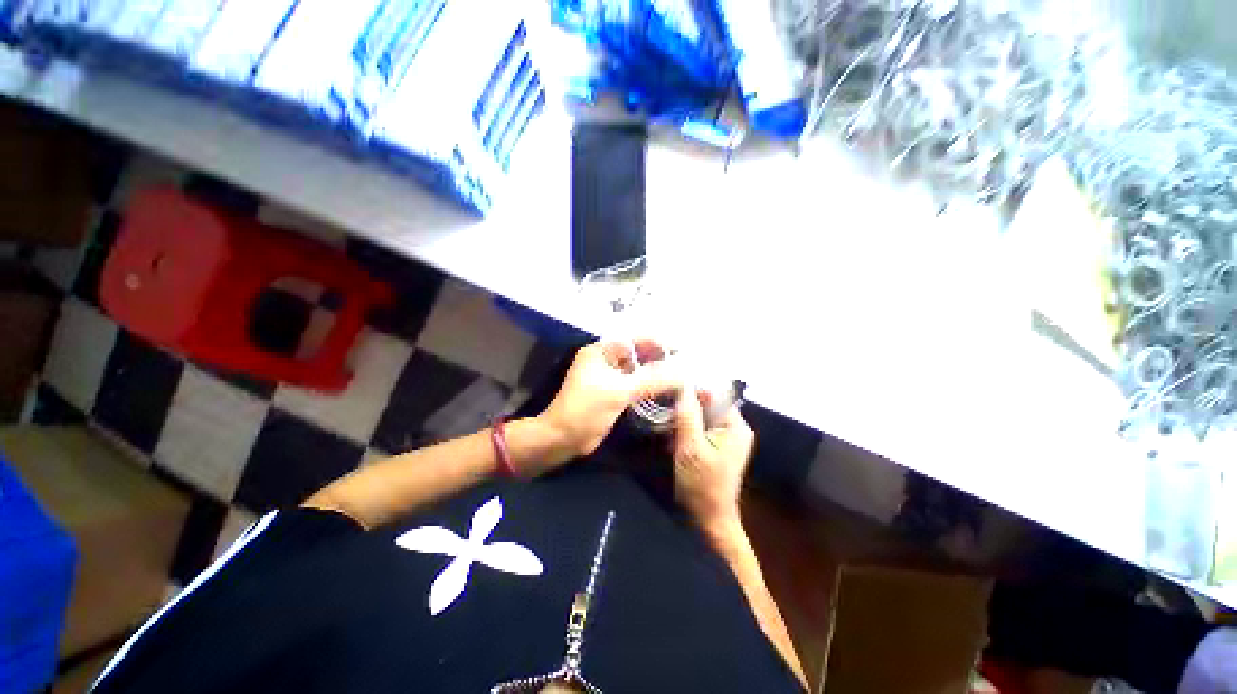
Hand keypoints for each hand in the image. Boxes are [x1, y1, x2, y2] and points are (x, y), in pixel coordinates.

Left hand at [538, 339, 680, 463]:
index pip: (633, 340)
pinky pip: (633, 385)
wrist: (563, 438)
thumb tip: (681, 373)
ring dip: (654, 373)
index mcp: (600, 351)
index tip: (679, 351)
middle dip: (657, 359)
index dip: (656, 343)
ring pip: (636, 370)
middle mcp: (604, 360)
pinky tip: (665, 391)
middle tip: (683, 366)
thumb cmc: (586, 409)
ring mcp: (607, 377)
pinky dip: (648, 387)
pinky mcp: (611, 393)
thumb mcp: (619, 391)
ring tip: (679, 377)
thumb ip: (651, 379)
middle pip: (636, 354)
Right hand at [672, 388, 754, 535]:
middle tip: (664, 408)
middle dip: (686, 406)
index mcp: (735, 425)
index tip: (670, 390)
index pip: (715, 394)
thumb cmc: (702, 484)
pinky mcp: (717, 447)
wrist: (709, 519)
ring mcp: (727, 438)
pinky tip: (672, 437)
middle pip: (708, 404)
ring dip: (683, 419)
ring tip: (664, 423)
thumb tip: (683, 384)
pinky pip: (701, 428)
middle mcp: (735, 427)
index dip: (693, 390)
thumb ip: (687, 415)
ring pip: (702, 416)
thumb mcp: (691, 447)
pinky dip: (686, 429)